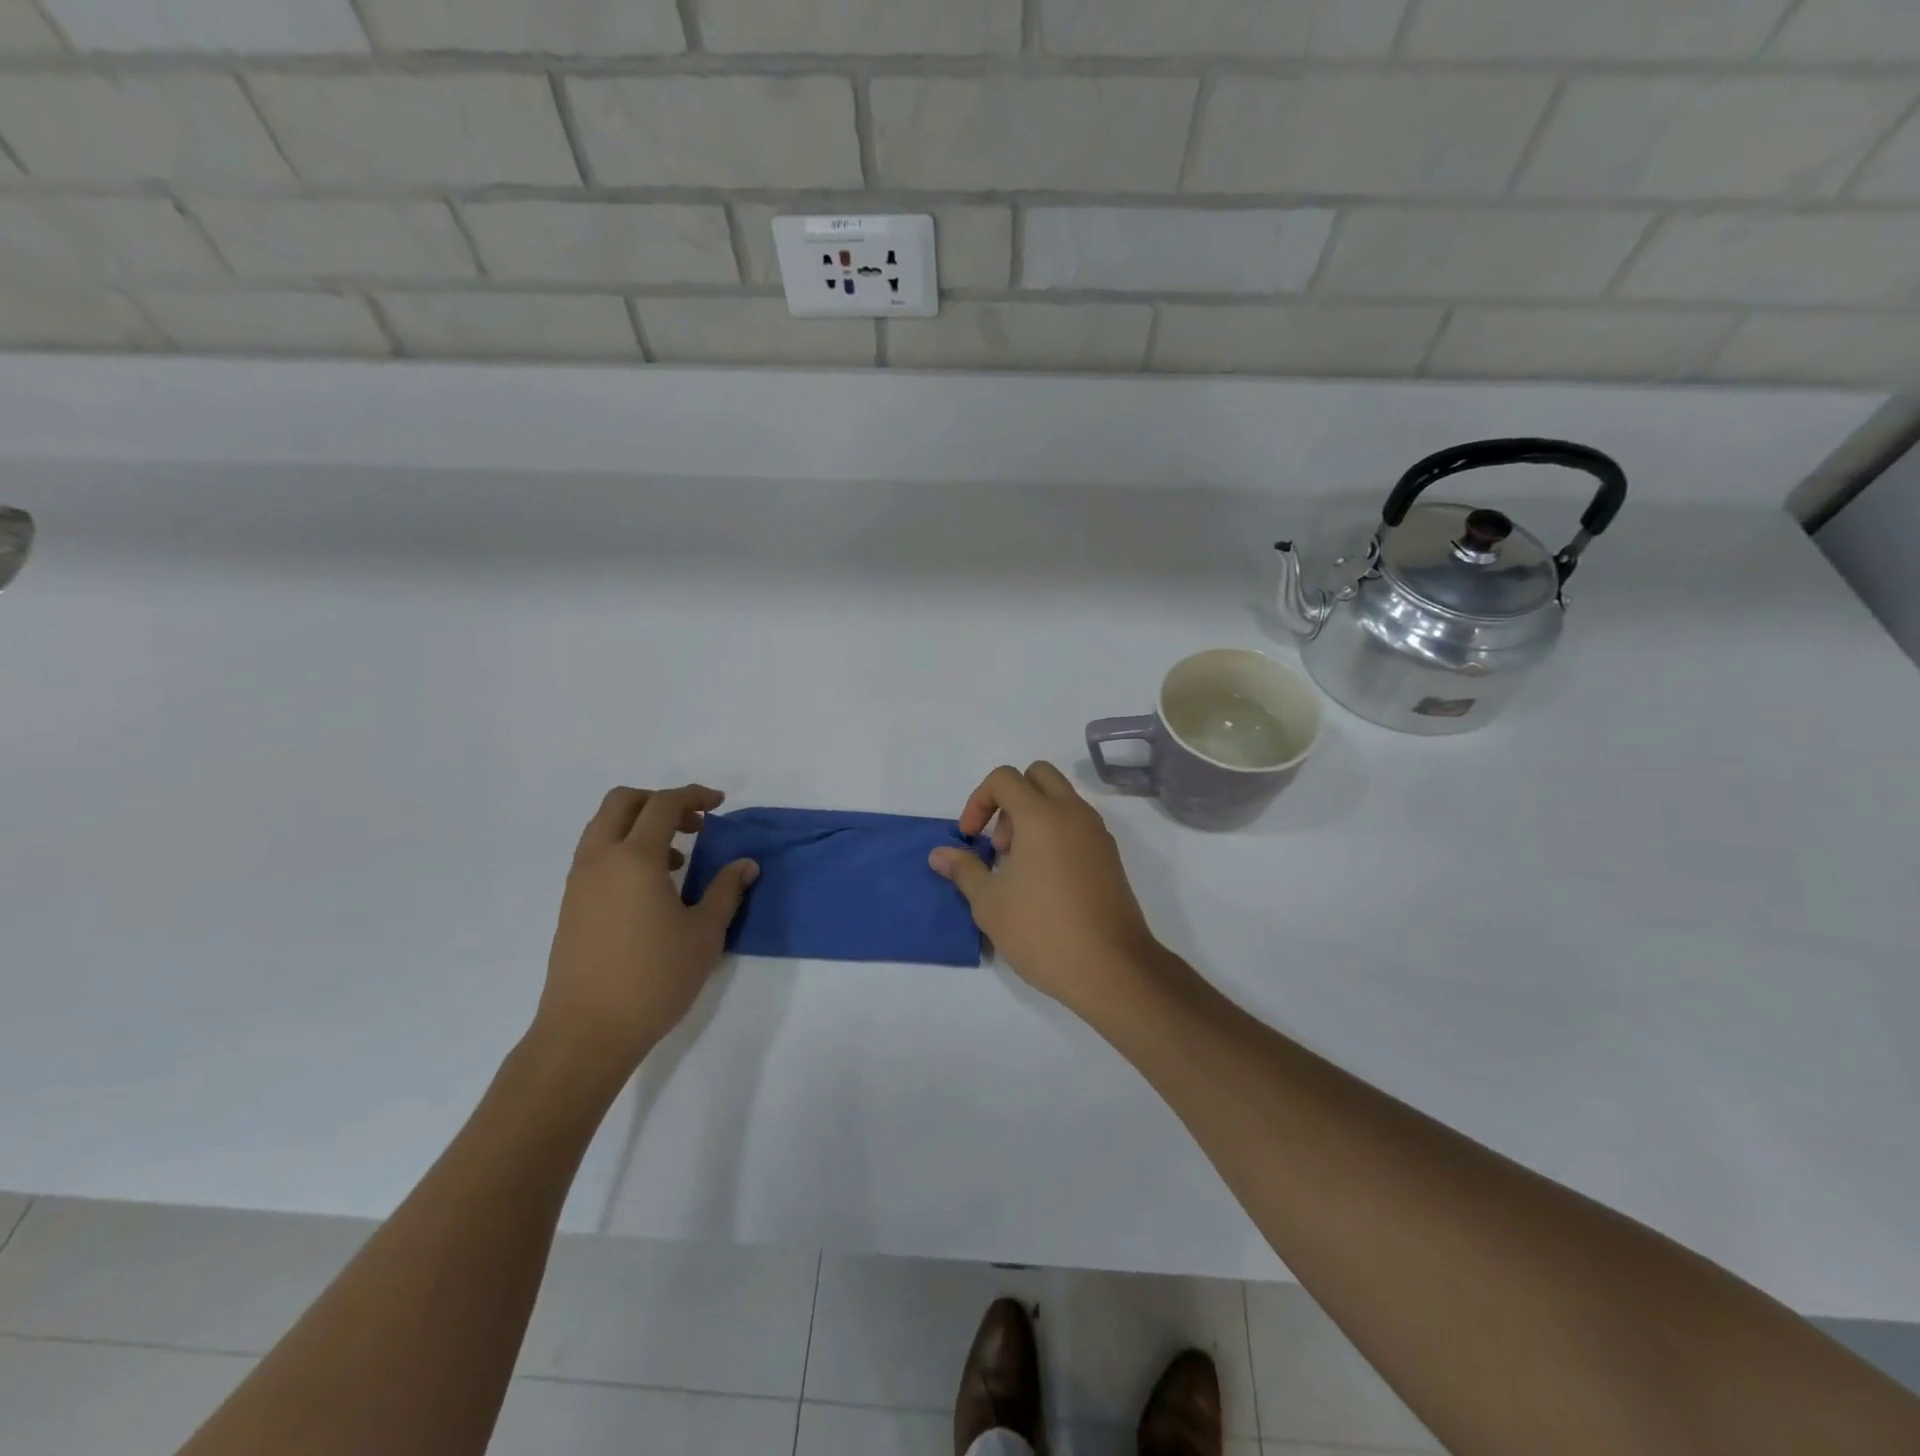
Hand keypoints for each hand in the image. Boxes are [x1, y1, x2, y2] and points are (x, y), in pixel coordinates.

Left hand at [533, 785, 757, 1084]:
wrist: (587, 1032)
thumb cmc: (654, 978)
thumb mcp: (704, 933)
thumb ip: (726, 890)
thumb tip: (746, 864)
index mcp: (635, 858)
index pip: (663, 804)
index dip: (694, 796)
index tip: (720, 804)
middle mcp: (600, 859)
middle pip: (623, 802)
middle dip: (660, 801)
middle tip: (694, 823)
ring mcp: (579, 882)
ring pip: (604, 827)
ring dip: (640, 826)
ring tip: (678, 859)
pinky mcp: (571, 905)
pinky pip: (597, 854)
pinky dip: (624, 849)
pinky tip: (652, 888)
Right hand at [929, 763, 1163, 1016]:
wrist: (1111, 969)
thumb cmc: (1042, 931)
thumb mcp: (989, 903)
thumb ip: (964, 869)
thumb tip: (940, 854)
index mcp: (1041, 815)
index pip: (1004, 778)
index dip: (978, 801)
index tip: (970, 838)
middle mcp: (1073, 813)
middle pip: (1038, 775)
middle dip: (1010, 799)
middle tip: (1000, 844)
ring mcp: (1097, 834)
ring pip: (1061, 799)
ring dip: (1034, 816)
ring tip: (1019, 867)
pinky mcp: (1110, 857)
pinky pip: (1078, 825)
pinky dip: (1056, 834)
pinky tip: (1045, 881)